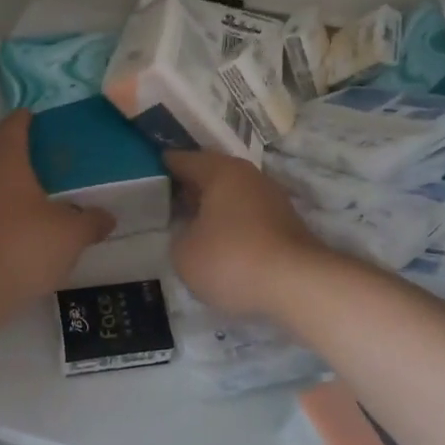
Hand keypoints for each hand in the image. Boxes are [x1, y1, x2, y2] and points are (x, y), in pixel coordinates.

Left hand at [0, 111, 113, 309]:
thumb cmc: (23, 247)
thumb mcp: (70, 235)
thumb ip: (91, 222)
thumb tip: (107, 217)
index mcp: (6, 164)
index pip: (11, 128)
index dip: (23, 120)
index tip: (33, 116)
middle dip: (21, 163)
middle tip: (48, 172)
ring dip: (9, 196)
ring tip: (37, 210)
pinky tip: (18, 243)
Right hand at [165, 150, 324, 316]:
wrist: (298, 285)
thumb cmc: (232, 259)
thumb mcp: (184, 253)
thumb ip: (179, 236)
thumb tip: (190, 232)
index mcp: (220, 171)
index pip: (183, 160)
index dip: (162, 167)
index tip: (146, 174)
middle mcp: (248, 176)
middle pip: (211, 174)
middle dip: (189, 186)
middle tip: (164, 200)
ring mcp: (271, 198)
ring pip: (232, 195)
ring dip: (213, 206)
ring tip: (190, 224)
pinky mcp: (286, 224)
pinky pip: (248, 216)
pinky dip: (232, 224)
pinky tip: (220, 243)